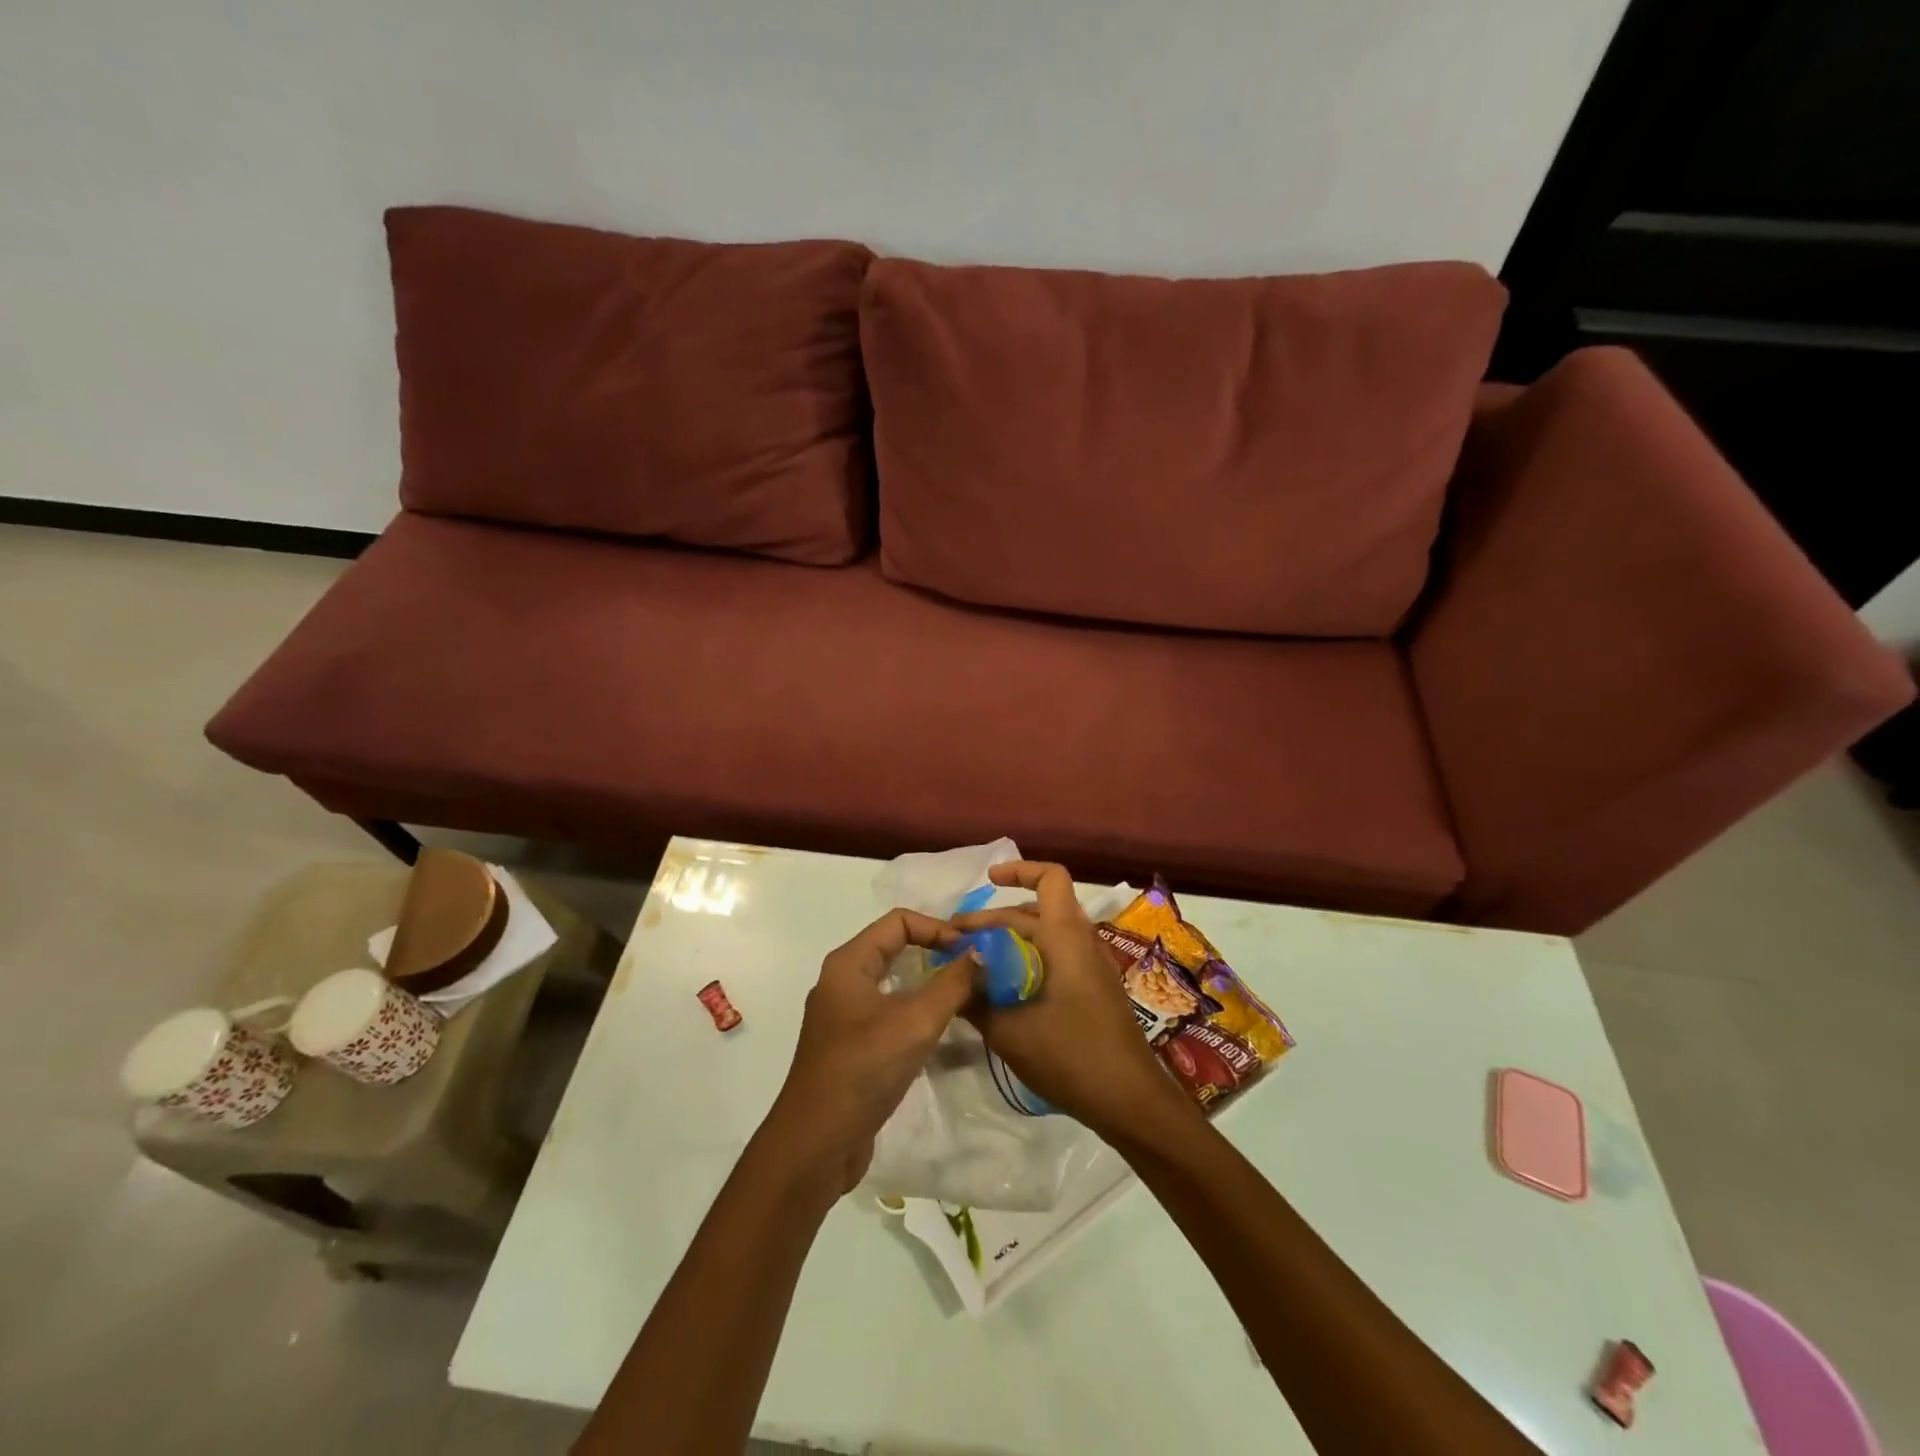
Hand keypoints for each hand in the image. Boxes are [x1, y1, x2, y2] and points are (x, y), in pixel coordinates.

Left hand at [762, 909, 977, 1194]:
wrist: (816, 1145)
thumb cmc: (863, 1069)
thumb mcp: (916, 1021)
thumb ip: (953, 983)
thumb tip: (980, 953)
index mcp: (849, 964)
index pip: (898, 922)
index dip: (937, 927)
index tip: (971, 949)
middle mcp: (844, 983)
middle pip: (897, 950)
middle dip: (937, 954)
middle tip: (976, 968)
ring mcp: (848, 1018)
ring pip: (897, 986)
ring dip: (932, 988)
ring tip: (970, 998)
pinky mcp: (855, 1049)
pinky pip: (893, 1018)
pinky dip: (920, 1018)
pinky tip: (950, 1036)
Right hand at [954, 861, 1182, 1139]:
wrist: (1131, 1101)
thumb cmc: (1071, 1056)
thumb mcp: (1009, 1030)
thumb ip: (975, 1000)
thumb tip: (950, 978)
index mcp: (1066, 937)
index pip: (1049, 878)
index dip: (1019, 870)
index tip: (987, 881)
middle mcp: (1082, 942)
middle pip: (1036, 911)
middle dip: (994, 920)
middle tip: (954, 941)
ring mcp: (1092, 967)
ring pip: (1046, 936)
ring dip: (1010, 942)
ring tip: (974, 963)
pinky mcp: (1095, 990)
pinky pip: (1057, 958)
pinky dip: (1028, 961)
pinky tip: (1003, 990)